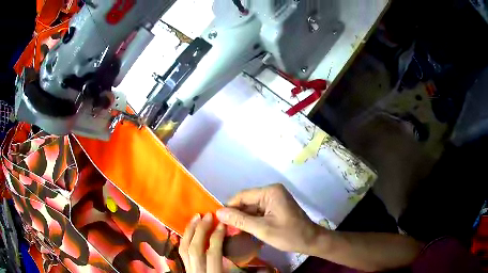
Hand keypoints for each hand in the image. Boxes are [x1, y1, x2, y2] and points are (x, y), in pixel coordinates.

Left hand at [179, 213, 225, 272]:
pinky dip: (185, 238)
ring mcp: (188, 270)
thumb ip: (231, 262)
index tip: (223, 223)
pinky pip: (181, 252)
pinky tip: (190, 231)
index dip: (217, 236)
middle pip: (194, 248)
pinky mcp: (184, 268)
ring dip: (190, 231)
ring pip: (183, 248)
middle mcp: (197, 271)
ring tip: (196, 218)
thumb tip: (232, 239)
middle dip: (201, 230)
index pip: (213, 253)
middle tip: (208, 215)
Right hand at [216, 184, 317, 253]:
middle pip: (247, 201)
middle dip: (237, 214)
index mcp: (270, 192)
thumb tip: (218, 212)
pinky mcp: (276, 206)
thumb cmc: (288, 235)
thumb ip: (239, 220)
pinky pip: (259, 211)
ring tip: (234, 231)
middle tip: (226, 228)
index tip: (219, 220)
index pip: (242, 196)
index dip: (229, 207)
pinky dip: (252, 220)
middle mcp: (272, 191)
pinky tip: (246, 229)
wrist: (311, 241)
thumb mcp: (262, 229)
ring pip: (252, 207)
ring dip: (244, 218)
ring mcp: (275, 199)